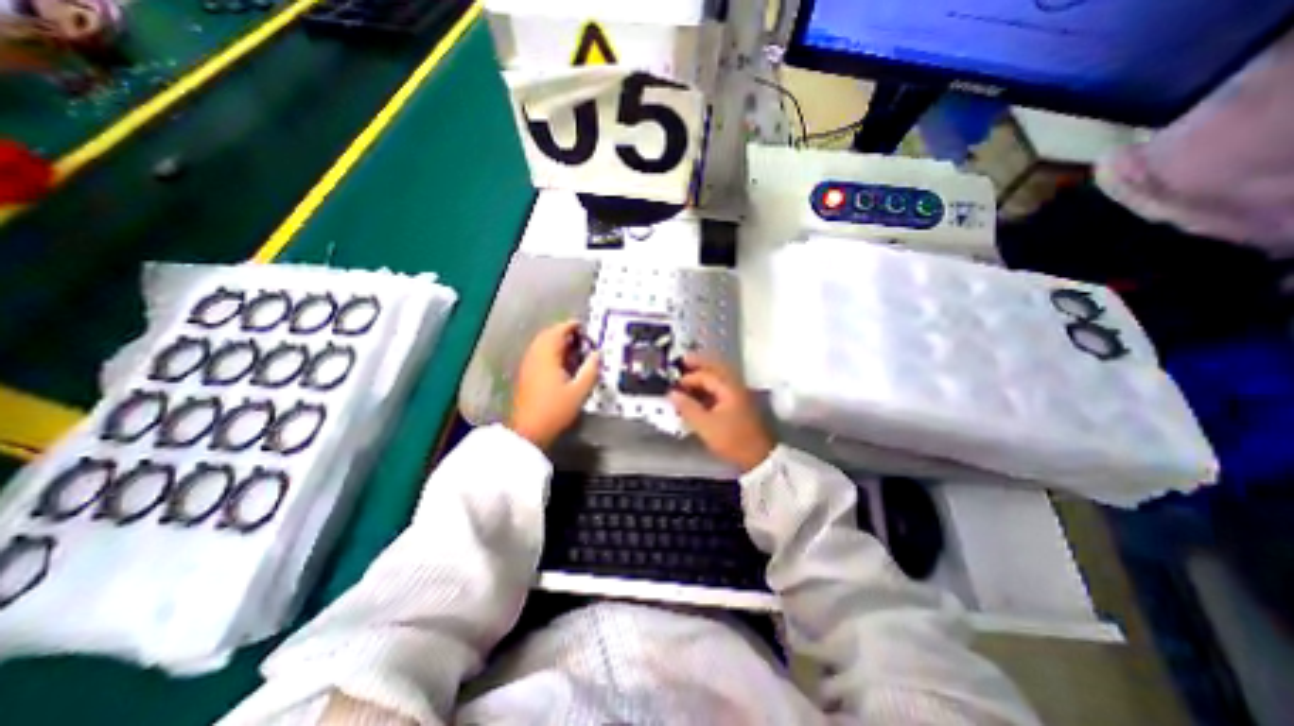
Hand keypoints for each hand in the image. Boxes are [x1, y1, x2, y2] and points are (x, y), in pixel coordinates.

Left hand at [510, 320, 601, 447]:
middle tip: (580, 337)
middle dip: (564, 332)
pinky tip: (561, 363)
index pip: (558, 331)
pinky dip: (550, 351)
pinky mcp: (525, 374)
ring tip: (573, 349)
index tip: (583, 327)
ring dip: (557, 342)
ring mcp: (527, 365)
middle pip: (548, 335)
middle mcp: (534, 356)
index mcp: (547, 356)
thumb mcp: (580, 391)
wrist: (529, 430)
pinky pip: (538, 354)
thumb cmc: (555, 410)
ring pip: (541, 344)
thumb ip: (591, 369)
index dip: (572, 326)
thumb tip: (597, 354)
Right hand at [674, 355, 769, 474]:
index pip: (705, 375)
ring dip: (705, 373)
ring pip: (720, 376)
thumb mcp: (705, 425)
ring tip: (689, 375)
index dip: (688, 378)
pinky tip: (700, 392)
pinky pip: (722, 386)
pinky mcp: (739, 403)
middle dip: (699, 363)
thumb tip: (672, 394)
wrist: (758, 456)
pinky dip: (710, 385)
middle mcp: (735, 385)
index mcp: (728, 388)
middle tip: (683, 360)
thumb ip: (687, 407)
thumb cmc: (732, 439)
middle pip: (716, 367)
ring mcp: (739, 393)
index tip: (674, 385)